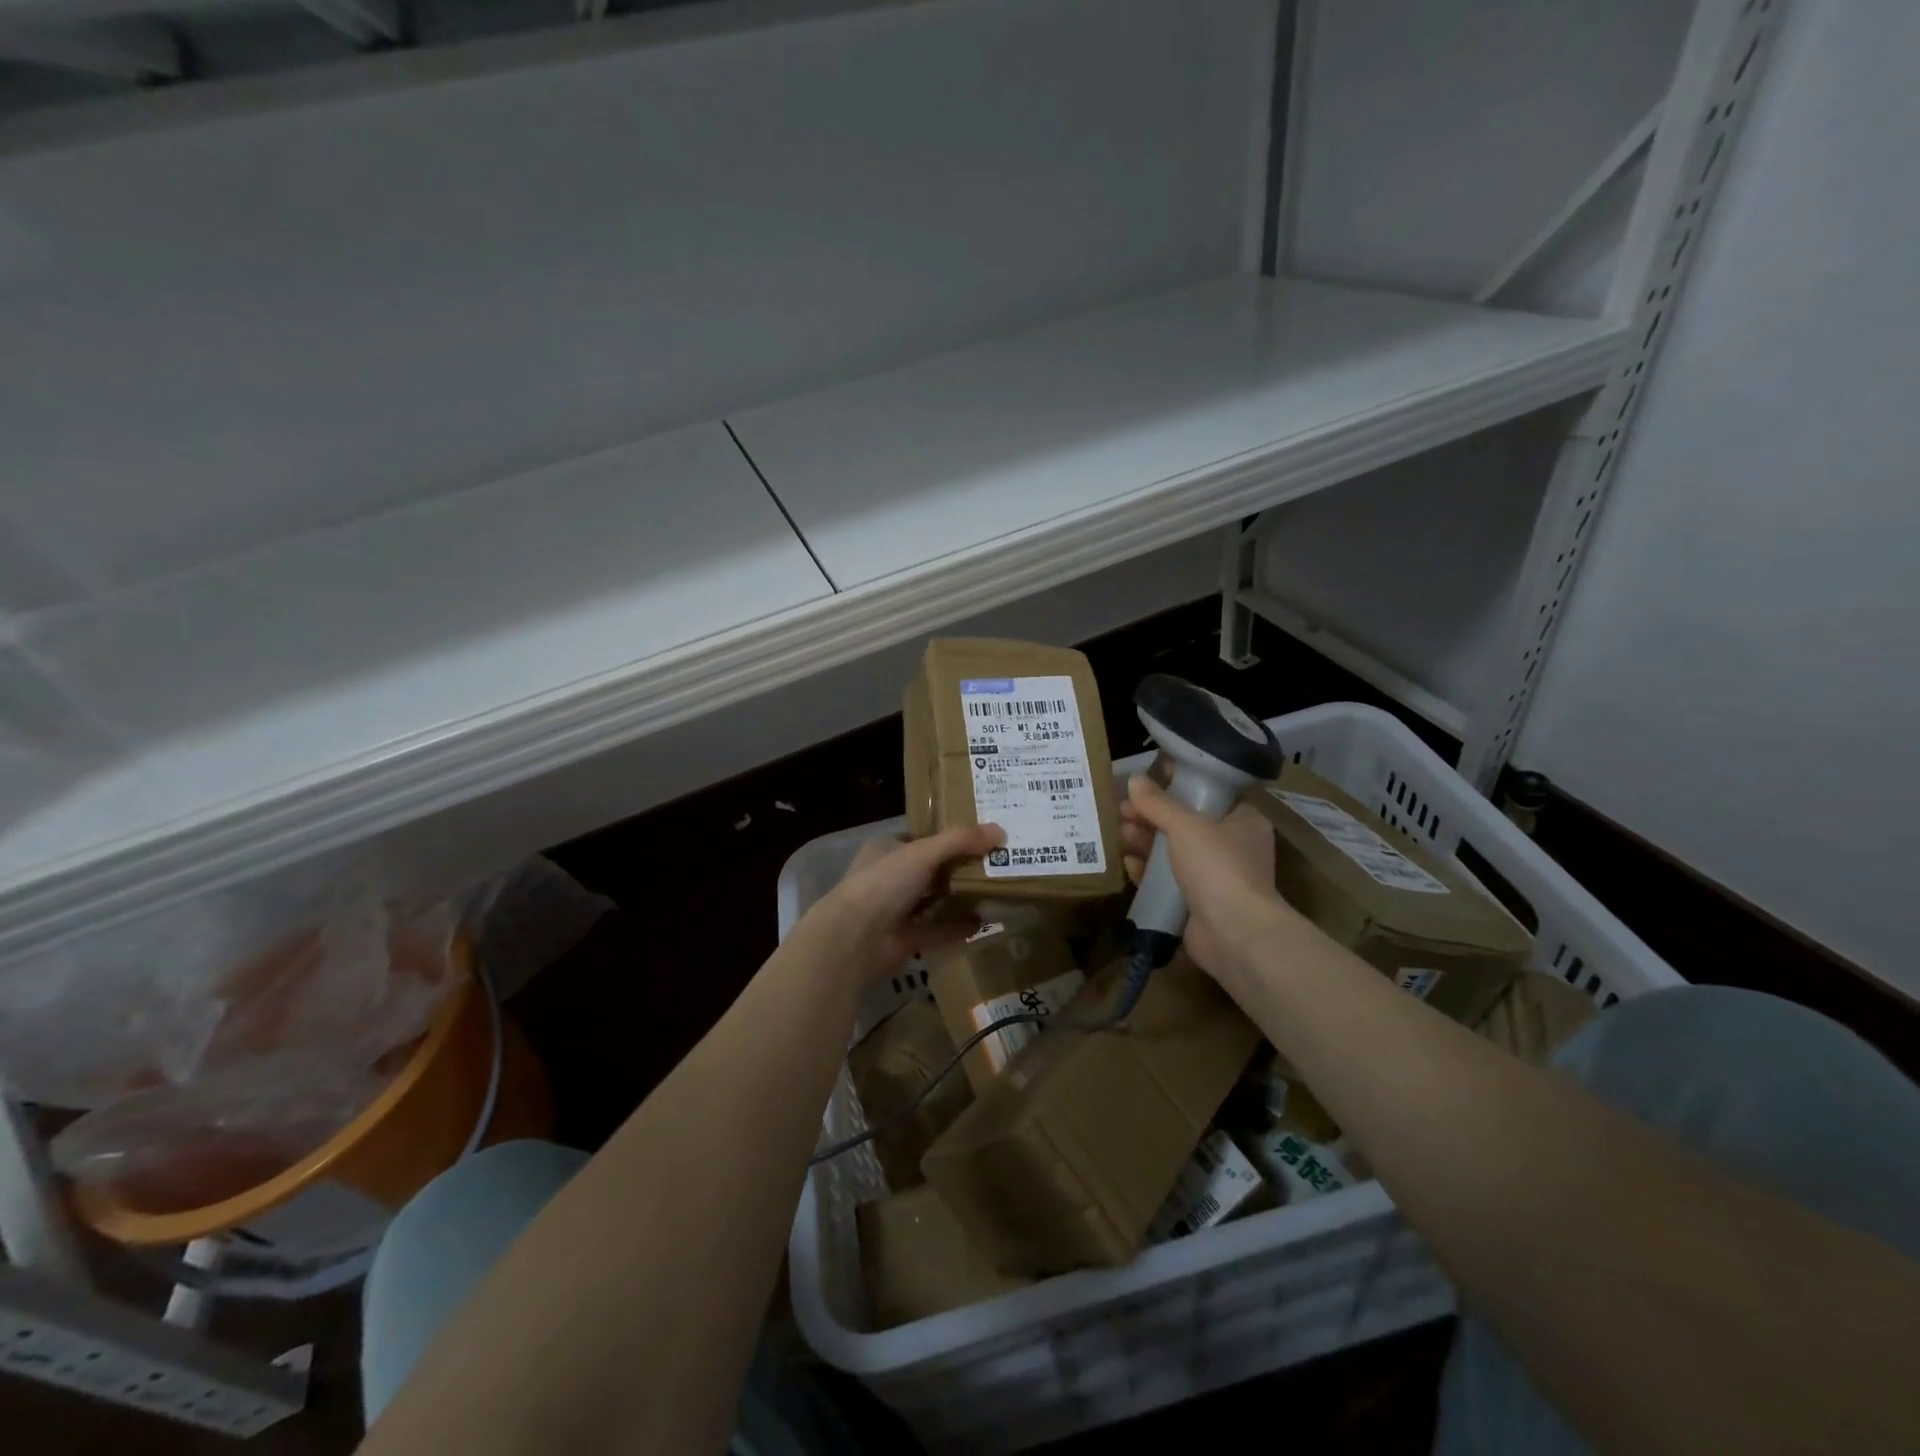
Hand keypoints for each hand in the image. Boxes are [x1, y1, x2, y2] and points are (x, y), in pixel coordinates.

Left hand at [802, 824, 1005, 987]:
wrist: (854, 940)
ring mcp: (895, 910)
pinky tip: (983, 922)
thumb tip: (1000, 830)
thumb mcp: (924, 853)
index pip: (921, 838)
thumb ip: (960, 841)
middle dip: (960, 867)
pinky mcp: (904, 939)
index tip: (981, 836)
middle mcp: (889, 877)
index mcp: (886, 849)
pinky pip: (936, 930)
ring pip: (934, 900)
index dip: (949, 836)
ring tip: (995, 890)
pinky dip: (957, 927)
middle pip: (931, 869)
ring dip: (960, 897)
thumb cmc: (884, 883)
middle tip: (996, 862)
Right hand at [1120, 775, 1286, 982]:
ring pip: (1173, 851)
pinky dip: (1147, 871)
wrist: (1236, 935)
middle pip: (1184, 822)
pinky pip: (1167, 880)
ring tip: (1119, 833)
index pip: (1208, 792)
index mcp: (1242, 820)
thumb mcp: (1186, 826)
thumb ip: (1158, 803)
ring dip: (1145, 842)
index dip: (1175, 784)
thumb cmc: (1218, 867)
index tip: (1144, 781)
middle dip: (1151, 816)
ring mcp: (1214, 876)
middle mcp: (1231, 845)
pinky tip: (1127, 864)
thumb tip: (1134, 779)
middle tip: (1121, 810)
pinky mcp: (1197, 902)